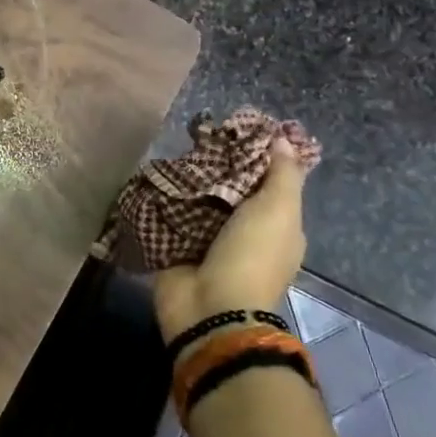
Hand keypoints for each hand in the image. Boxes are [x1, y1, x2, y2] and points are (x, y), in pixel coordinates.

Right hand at [150, 137, 307, 343]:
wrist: (210, 308)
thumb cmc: (251, 257)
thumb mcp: (278, 211)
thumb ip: (282, 175)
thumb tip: (282, 139)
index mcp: (275, 226)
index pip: (266, 182)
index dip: (253, 155)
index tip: (233, 129)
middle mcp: (243, 231)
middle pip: (229, 188)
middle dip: (214, 165)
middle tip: (196, 136)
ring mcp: (208, 240)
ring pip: (198, 199)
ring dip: (186, 180)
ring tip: (171, 151)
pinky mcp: (176, 246)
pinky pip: (170, 214)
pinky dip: (164, 199)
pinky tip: (153, 175)